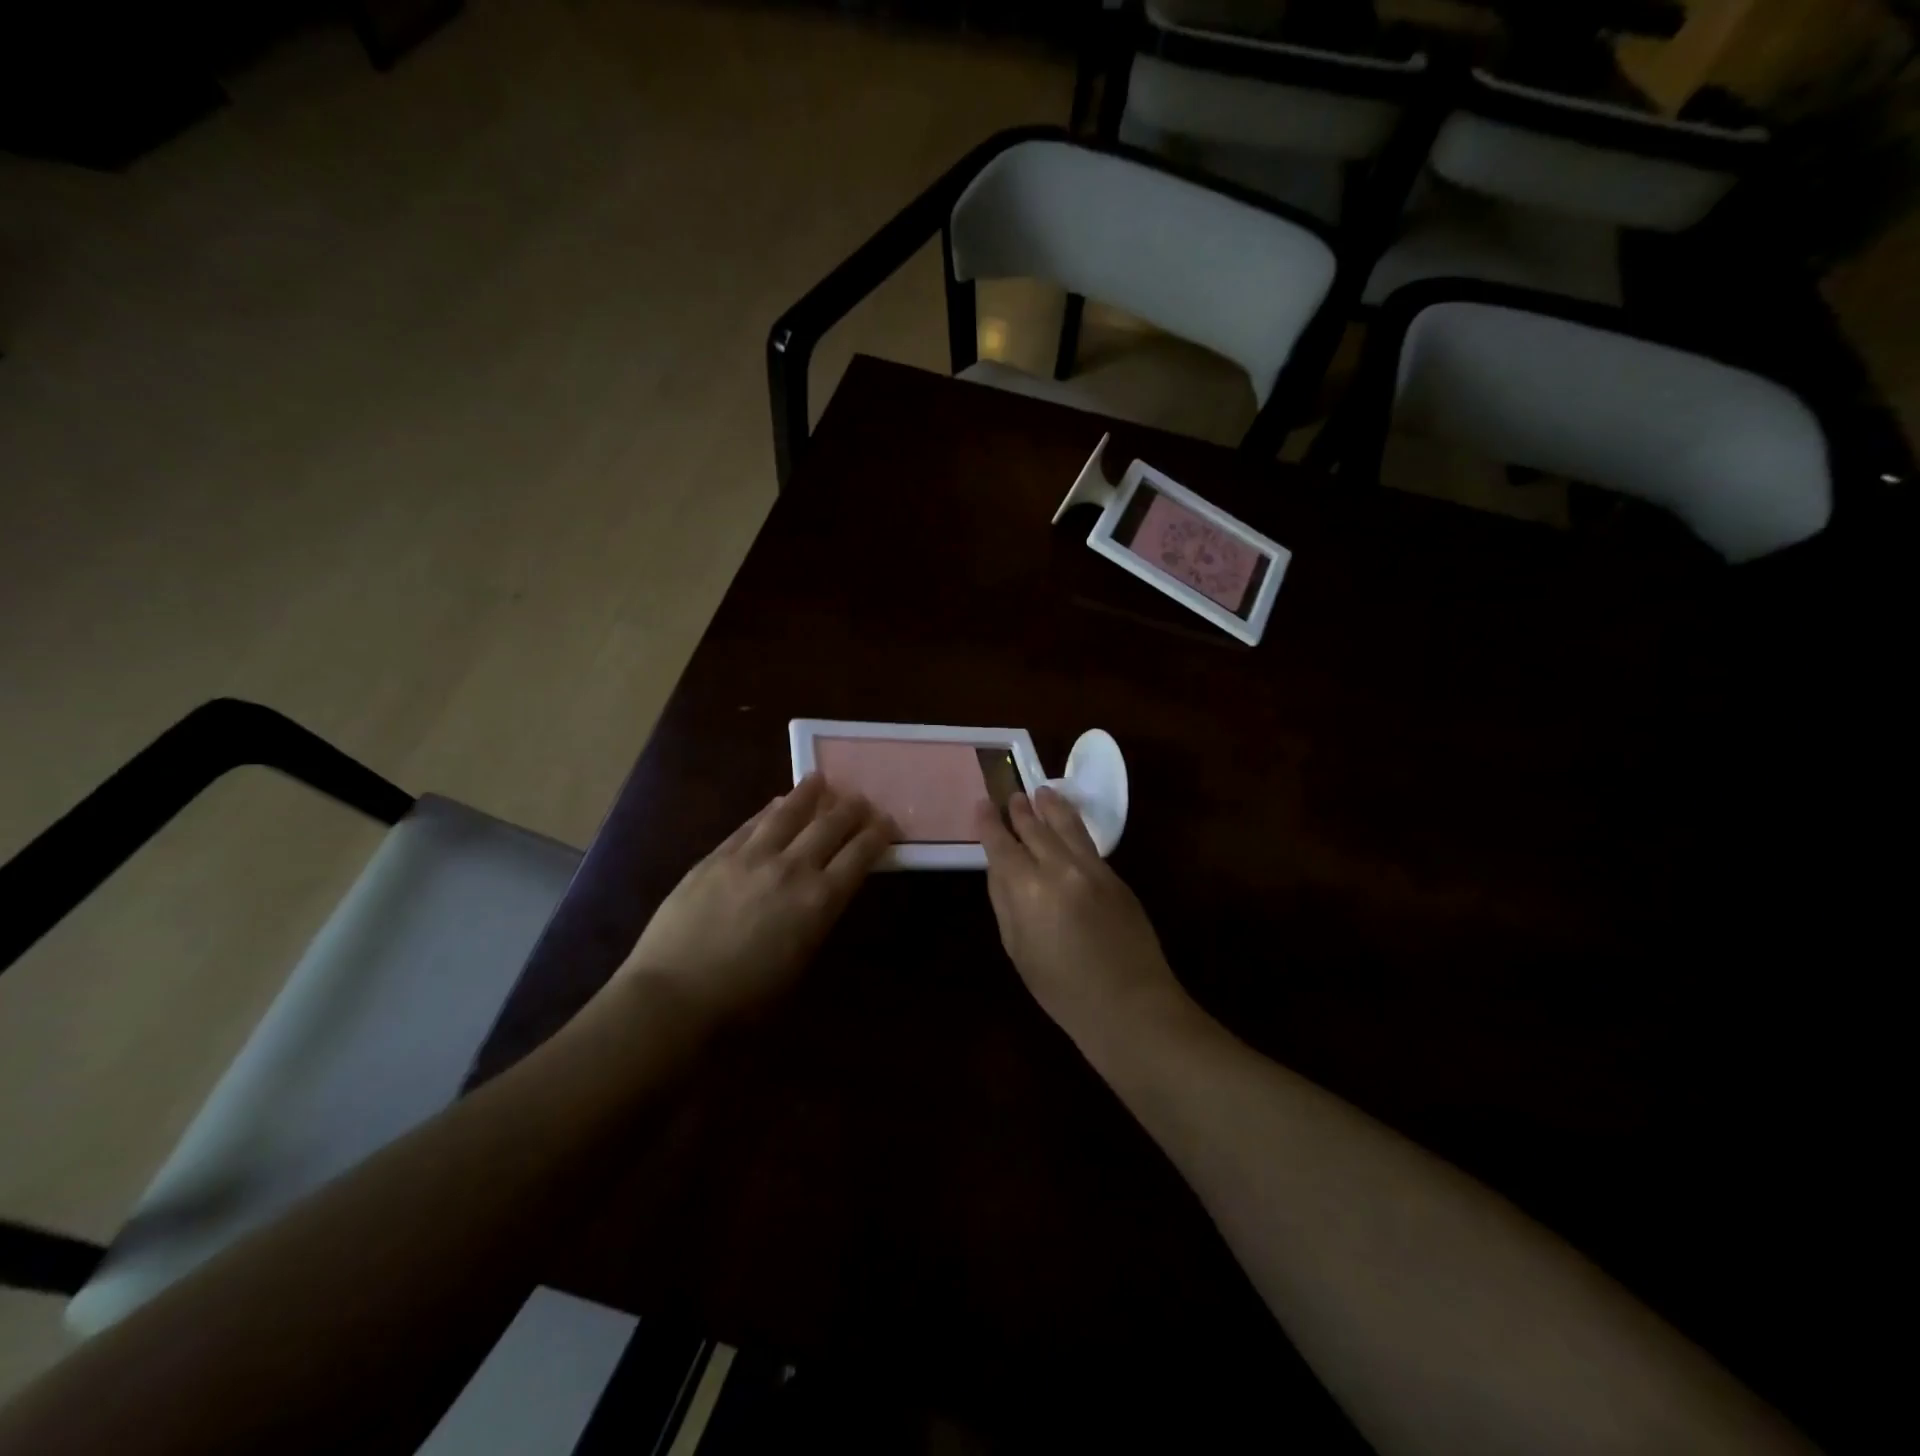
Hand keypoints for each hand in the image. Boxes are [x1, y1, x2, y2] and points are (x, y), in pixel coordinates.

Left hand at [608, 775, 891, 1032]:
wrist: (674, 994)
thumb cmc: (745, 998)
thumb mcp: (799, 962)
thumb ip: (816, 919)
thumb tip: (823, 892)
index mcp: (819, 901)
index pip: (859, 856)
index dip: (877, 835)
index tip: (887, 821)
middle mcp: (791, 868)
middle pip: (829, 826)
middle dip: (850, 809)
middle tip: (861, 799)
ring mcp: (751, 857)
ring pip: (788, 814)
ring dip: (809, 794)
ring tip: (820, 780)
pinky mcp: (717, 856)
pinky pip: (750, 824)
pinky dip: (769, 810)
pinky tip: (776, 803)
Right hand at [976, 788, 1186, 1040]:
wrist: (1130, 1004)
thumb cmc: (1061, 989)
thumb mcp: (1018, 949)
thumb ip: (1005, 901)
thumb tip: (1000, 868)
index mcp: (1028, 889)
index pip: (1002, 845)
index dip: (989, 823)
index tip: (982, 804)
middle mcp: (1060, 868)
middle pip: (1036, 829)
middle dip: (1021, 810)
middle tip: (1012, 794)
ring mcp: (1093, 869)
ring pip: (1068, 826)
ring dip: (1051, 807)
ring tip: (1042, 792)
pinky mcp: (1116, 877)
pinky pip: (1088, 843)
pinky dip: (1074, 827)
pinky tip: (1069, 824)